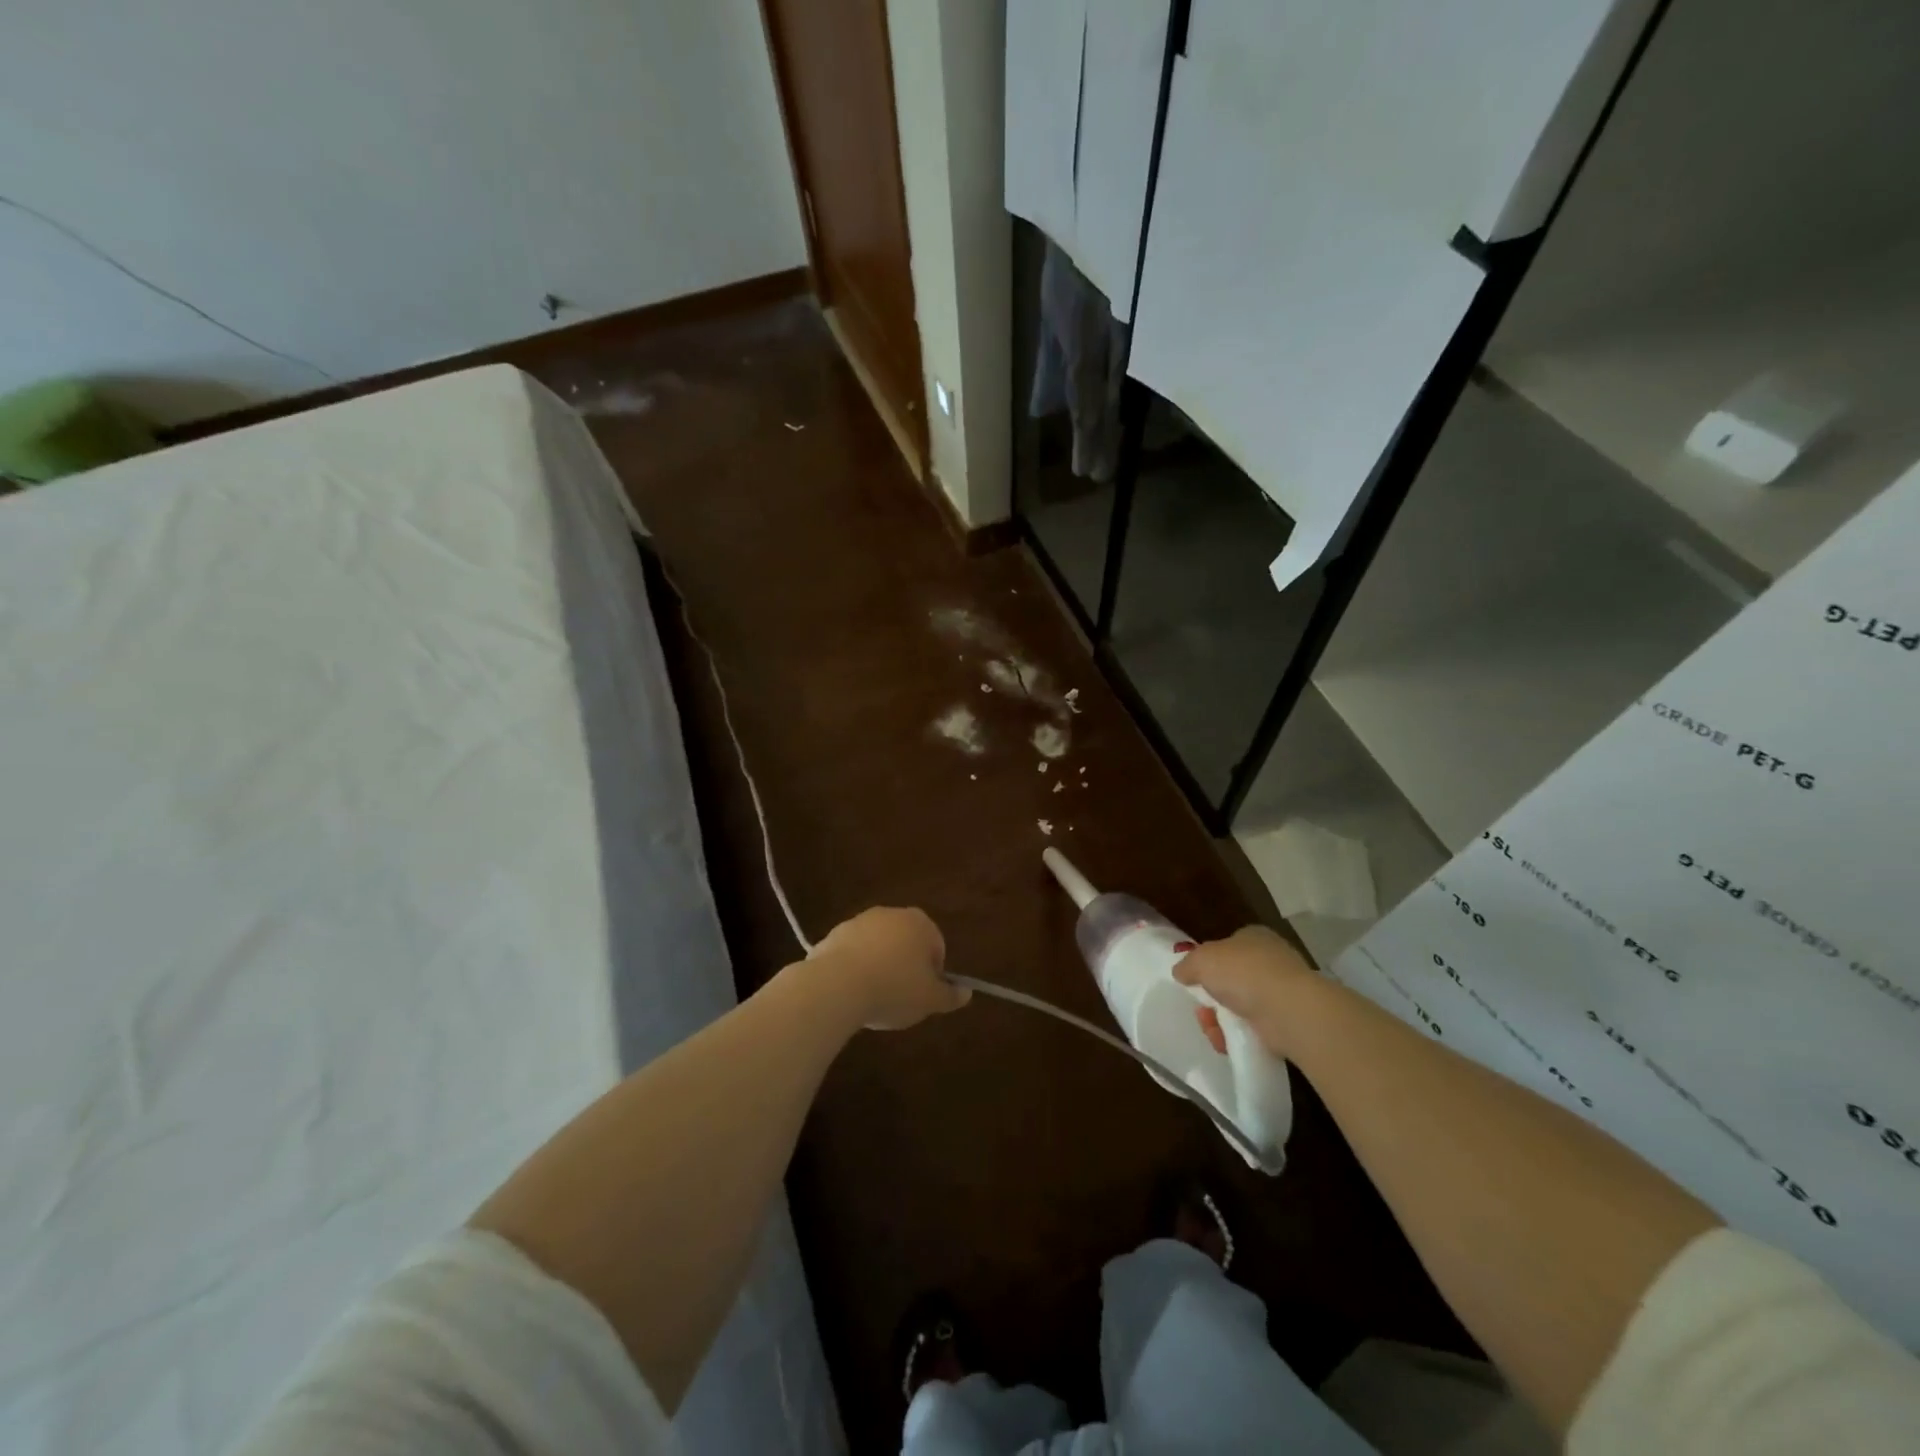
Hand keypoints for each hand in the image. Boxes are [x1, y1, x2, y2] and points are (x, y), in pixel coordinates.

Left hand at [810, 907, 968, 1030]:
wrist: (837, 985)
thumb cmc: (894, 989)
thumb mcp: (930, 1000)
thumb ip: (950, 996)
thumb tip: (966, 993)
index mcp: (920, 923)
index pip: (936, 946)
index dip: (934, 973)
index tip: (924, 994)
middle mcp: (891, 914)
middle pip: (906, 942)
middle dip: (905, 966)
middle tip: (900, 997)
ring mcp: (860, 921)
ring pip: (878, 947)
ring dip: (879, 966)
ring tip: (873, 997)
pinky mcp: (834, 934)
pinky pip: (852, 954)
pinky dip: (855, 969)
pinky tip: (851, 993)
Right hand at [1174, 925, 1317, 1057]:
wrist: (1288, 1010)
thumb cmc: (1243, 973)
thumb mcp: (1202, 960)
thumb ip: (1188, 964)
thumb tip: (1181, 972)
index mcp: (1254, 937)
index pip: (1227, 946)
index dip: (1209, 963)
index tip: (1195, 981)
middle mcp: (1270, 960)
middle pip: (1231, 980)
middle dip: (1211, 998)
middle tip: (1201, 1010)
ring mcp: (1281, 992)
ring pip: (1240, 1006)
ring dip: (1219, 1020)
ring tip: (1212, 1029)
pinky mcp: (1287, 1021)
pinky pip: (1253, 1028)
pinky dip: (1237, 1036)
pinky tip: (1226, 1041)